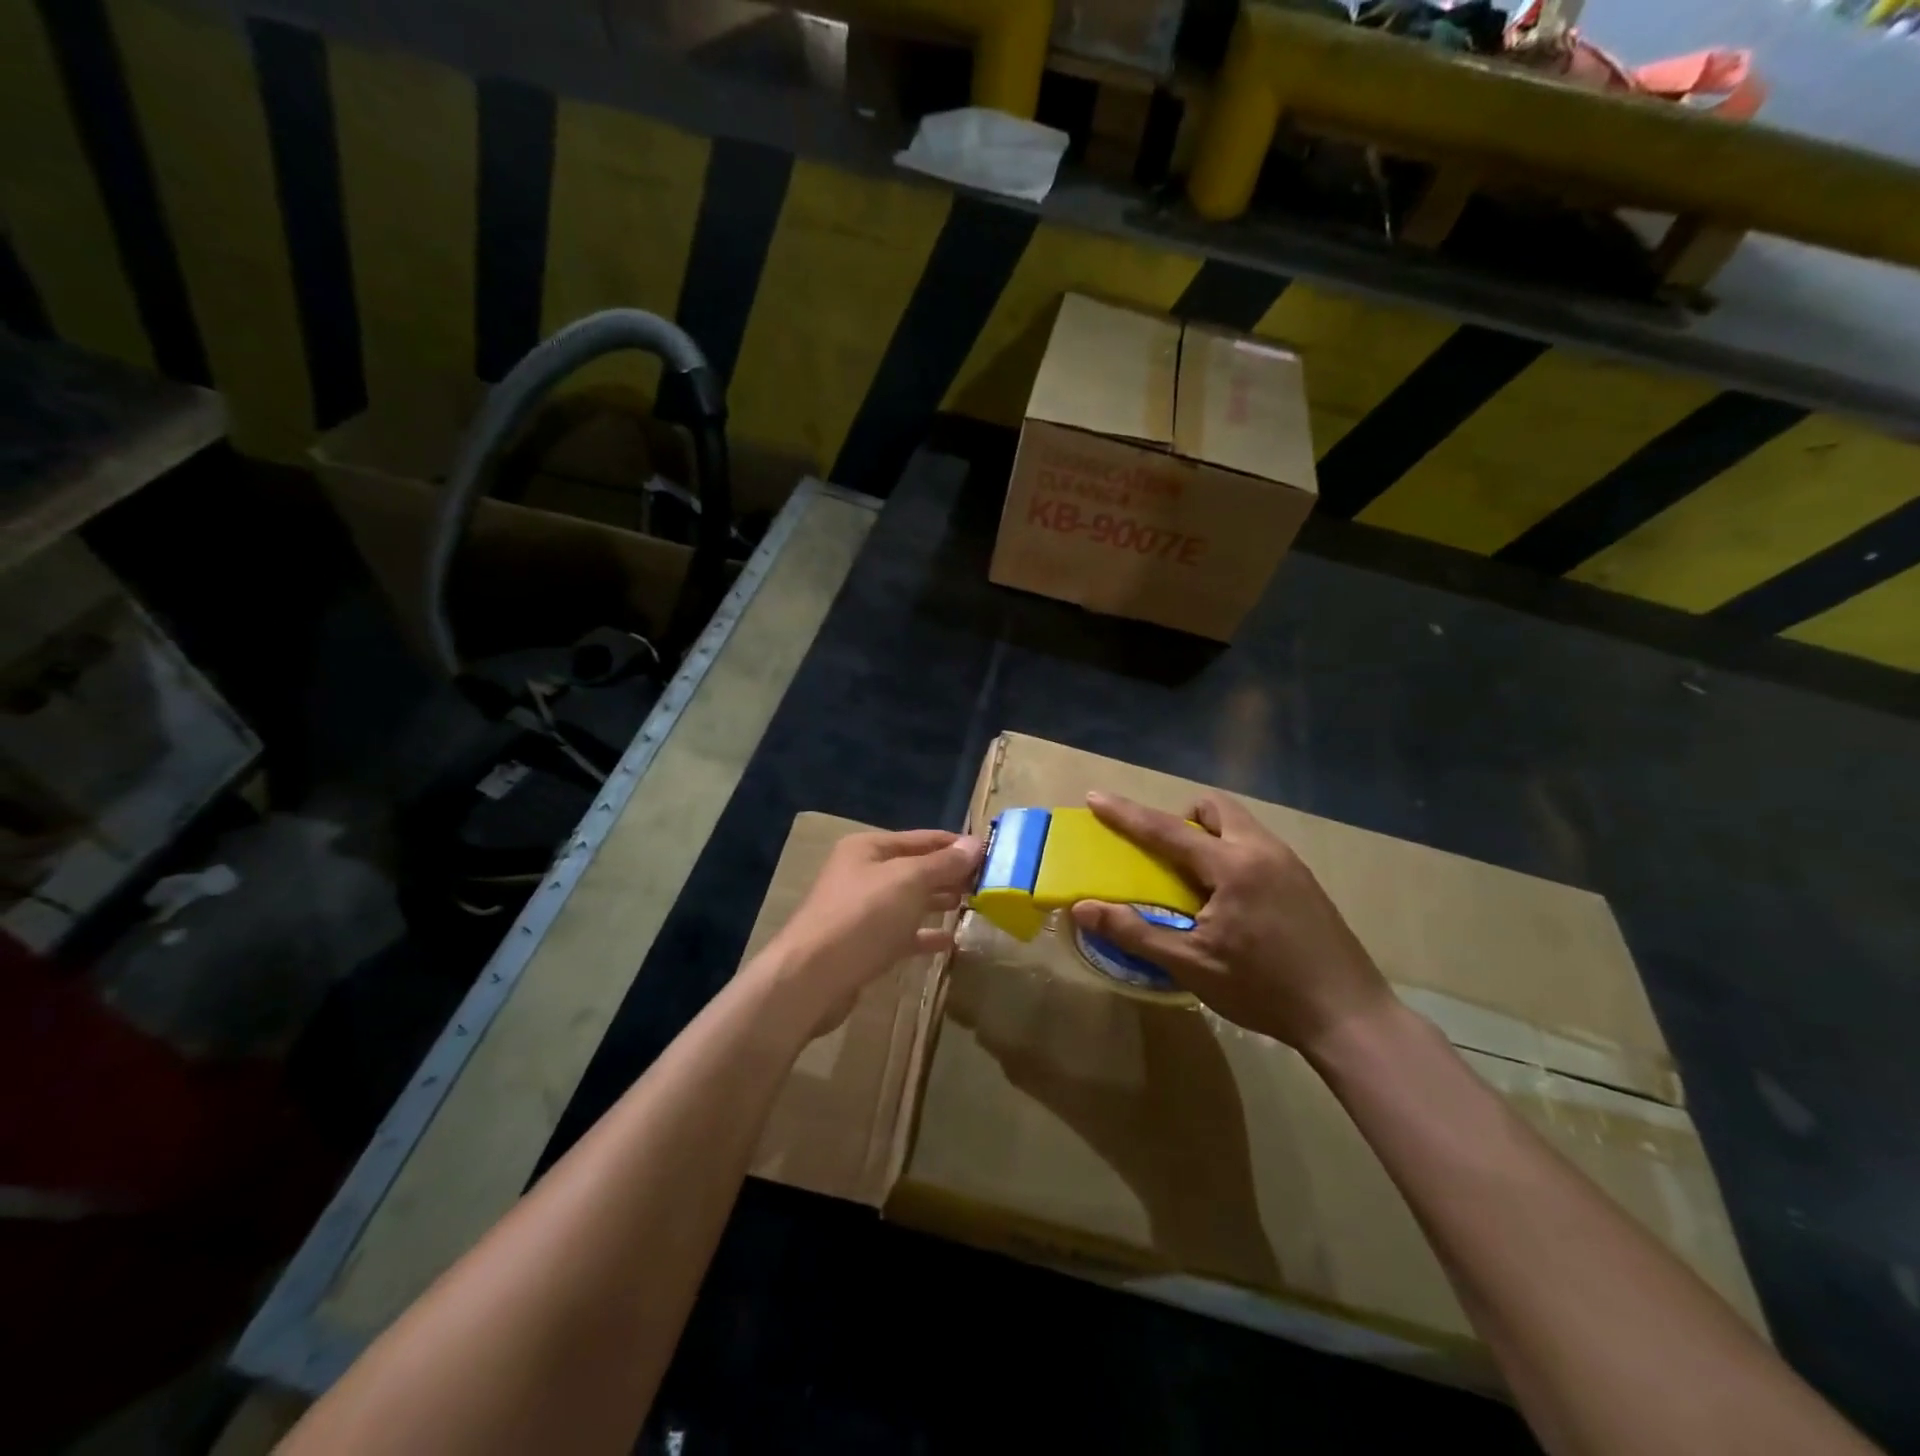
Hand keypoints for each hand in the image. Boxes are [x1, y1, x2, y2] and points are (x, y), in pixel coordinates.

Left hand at [758, 828, 982, 1031]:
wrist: (811, 978)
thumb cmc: (862, 917)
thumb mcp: (908, 881)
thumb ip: (944, 863)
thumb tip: (976, 844)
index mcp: (869, 849)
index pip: (923, 838)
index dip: (956, 845)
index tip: (992, 853)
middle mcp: (863, 874)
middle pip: (916, 868)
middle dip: (950, 874)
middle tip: (989, 883)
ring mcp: (862, 911)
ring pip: (909, 901)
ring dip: (939, 901)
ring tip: (974, 905)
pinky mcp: (864, 945)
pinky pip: (902, 934)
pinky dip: (925, 935)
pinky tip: (950, 941)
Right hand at [1071, 792, 1390, 1053]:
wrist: (1349, 1016)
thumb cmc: (1264, 990)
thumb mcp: (1192, 965)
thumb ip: (1135, 932)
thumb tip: (1082, 909)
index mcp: (1232, 866)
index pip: (1167, 829)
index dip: (1127, 814)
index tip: (1096, 797)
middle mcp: (1262, 850)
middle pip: (1214, 808)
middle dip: (1181, 818)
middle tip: (1164, 855)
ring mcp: (1289, 863)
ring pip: (1239, 825)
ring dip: (1209, 835)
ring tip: (1196, 881)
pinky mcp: (1305, 881)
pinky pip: (1256, 846)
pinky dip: (1231, 854)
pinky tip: (1231, 901)